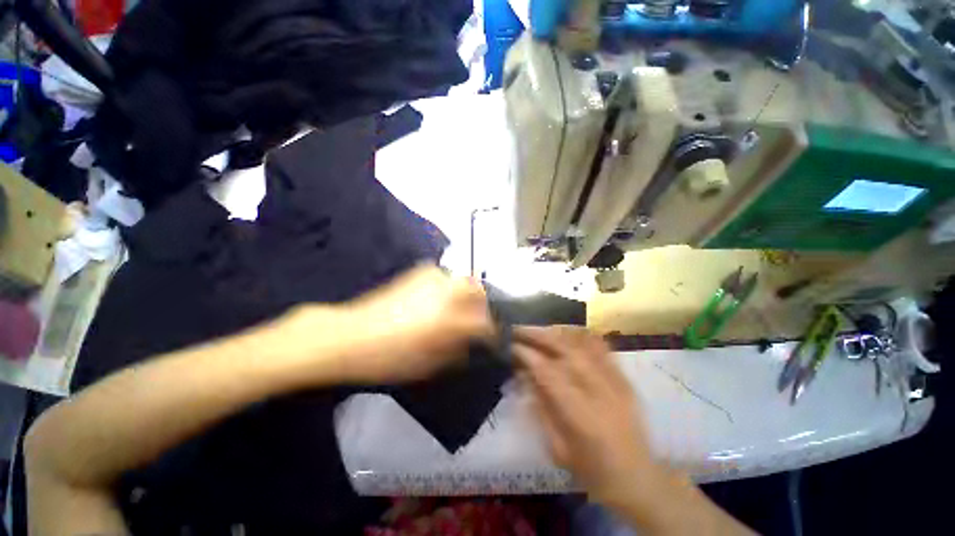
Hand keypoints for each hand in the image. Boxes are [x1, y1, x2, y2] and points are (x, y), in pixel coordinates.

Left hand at [335, 265, 494, 382]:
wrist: (351, 335)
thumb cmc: (391, 358)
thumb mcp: (431, 364)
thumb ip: (459, 349)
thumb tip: (473, 342)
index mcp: (453, 320)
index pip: (486, 323)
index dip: (493, 333)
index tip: (492, 340)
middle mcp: (449, 292)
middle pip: (480, 292)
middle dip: (484, 306)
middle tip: (478, 320)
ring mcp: (435, 278)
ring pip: (465, 281)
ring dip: (468, 295)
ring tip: (459, 309)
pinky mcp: (420, 271)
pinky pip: (446, 277)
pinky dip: (450, 287)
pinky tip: (439, 299)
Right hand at [514, 327, 662, 511]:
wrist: (638, 479)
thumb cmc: (592, 471)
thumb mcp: (557, 447)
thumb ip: (540, 407)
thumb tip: (524, 374)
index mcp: (581, 415)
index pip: (548, 372)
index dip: (527, 355)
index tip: (511, 345)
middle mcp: (600, 391)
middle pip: (565, 350)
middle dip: (538, 335)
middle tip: (519, 329)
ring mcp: (616, 381)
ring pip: (583, 343)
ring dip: (557, 332)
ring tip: (539, 328)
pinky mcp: (624, 378)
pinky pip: (602, 347)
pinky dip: (582, 335)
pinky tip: (567, 331)